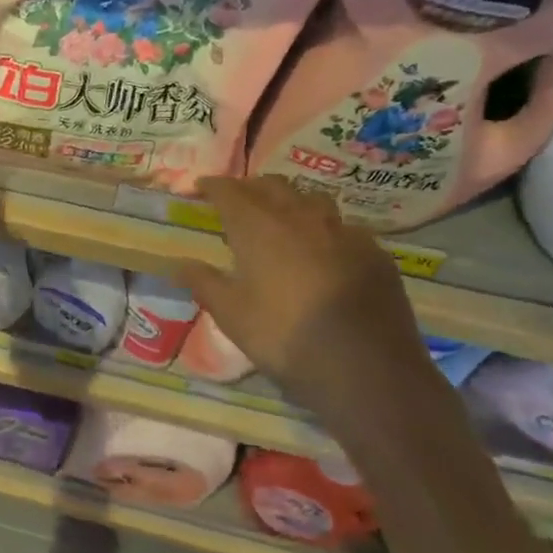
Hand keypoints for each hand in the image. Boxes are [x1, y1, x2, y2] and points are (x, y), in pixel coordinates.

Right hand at [177, 177, 441, 440]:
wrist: (366, 367)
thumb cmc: (284, 336)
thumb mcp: (231, 315)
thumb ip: (203, 283)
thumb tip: (178, 264)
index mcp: (259, 226)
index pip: (229, 191)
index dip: (213, 186)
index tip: (200, 188)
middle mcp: (300, 217)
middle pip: (272, 186)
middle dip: (251, 188)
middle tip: (238, 202)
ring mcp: (343, 231)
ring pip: (312, 200)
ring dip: (291, 202)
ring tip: (282, 220)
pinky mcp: (374, 252)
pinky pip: (344, 228)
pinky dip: (325, 231)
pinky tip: (325, 253)